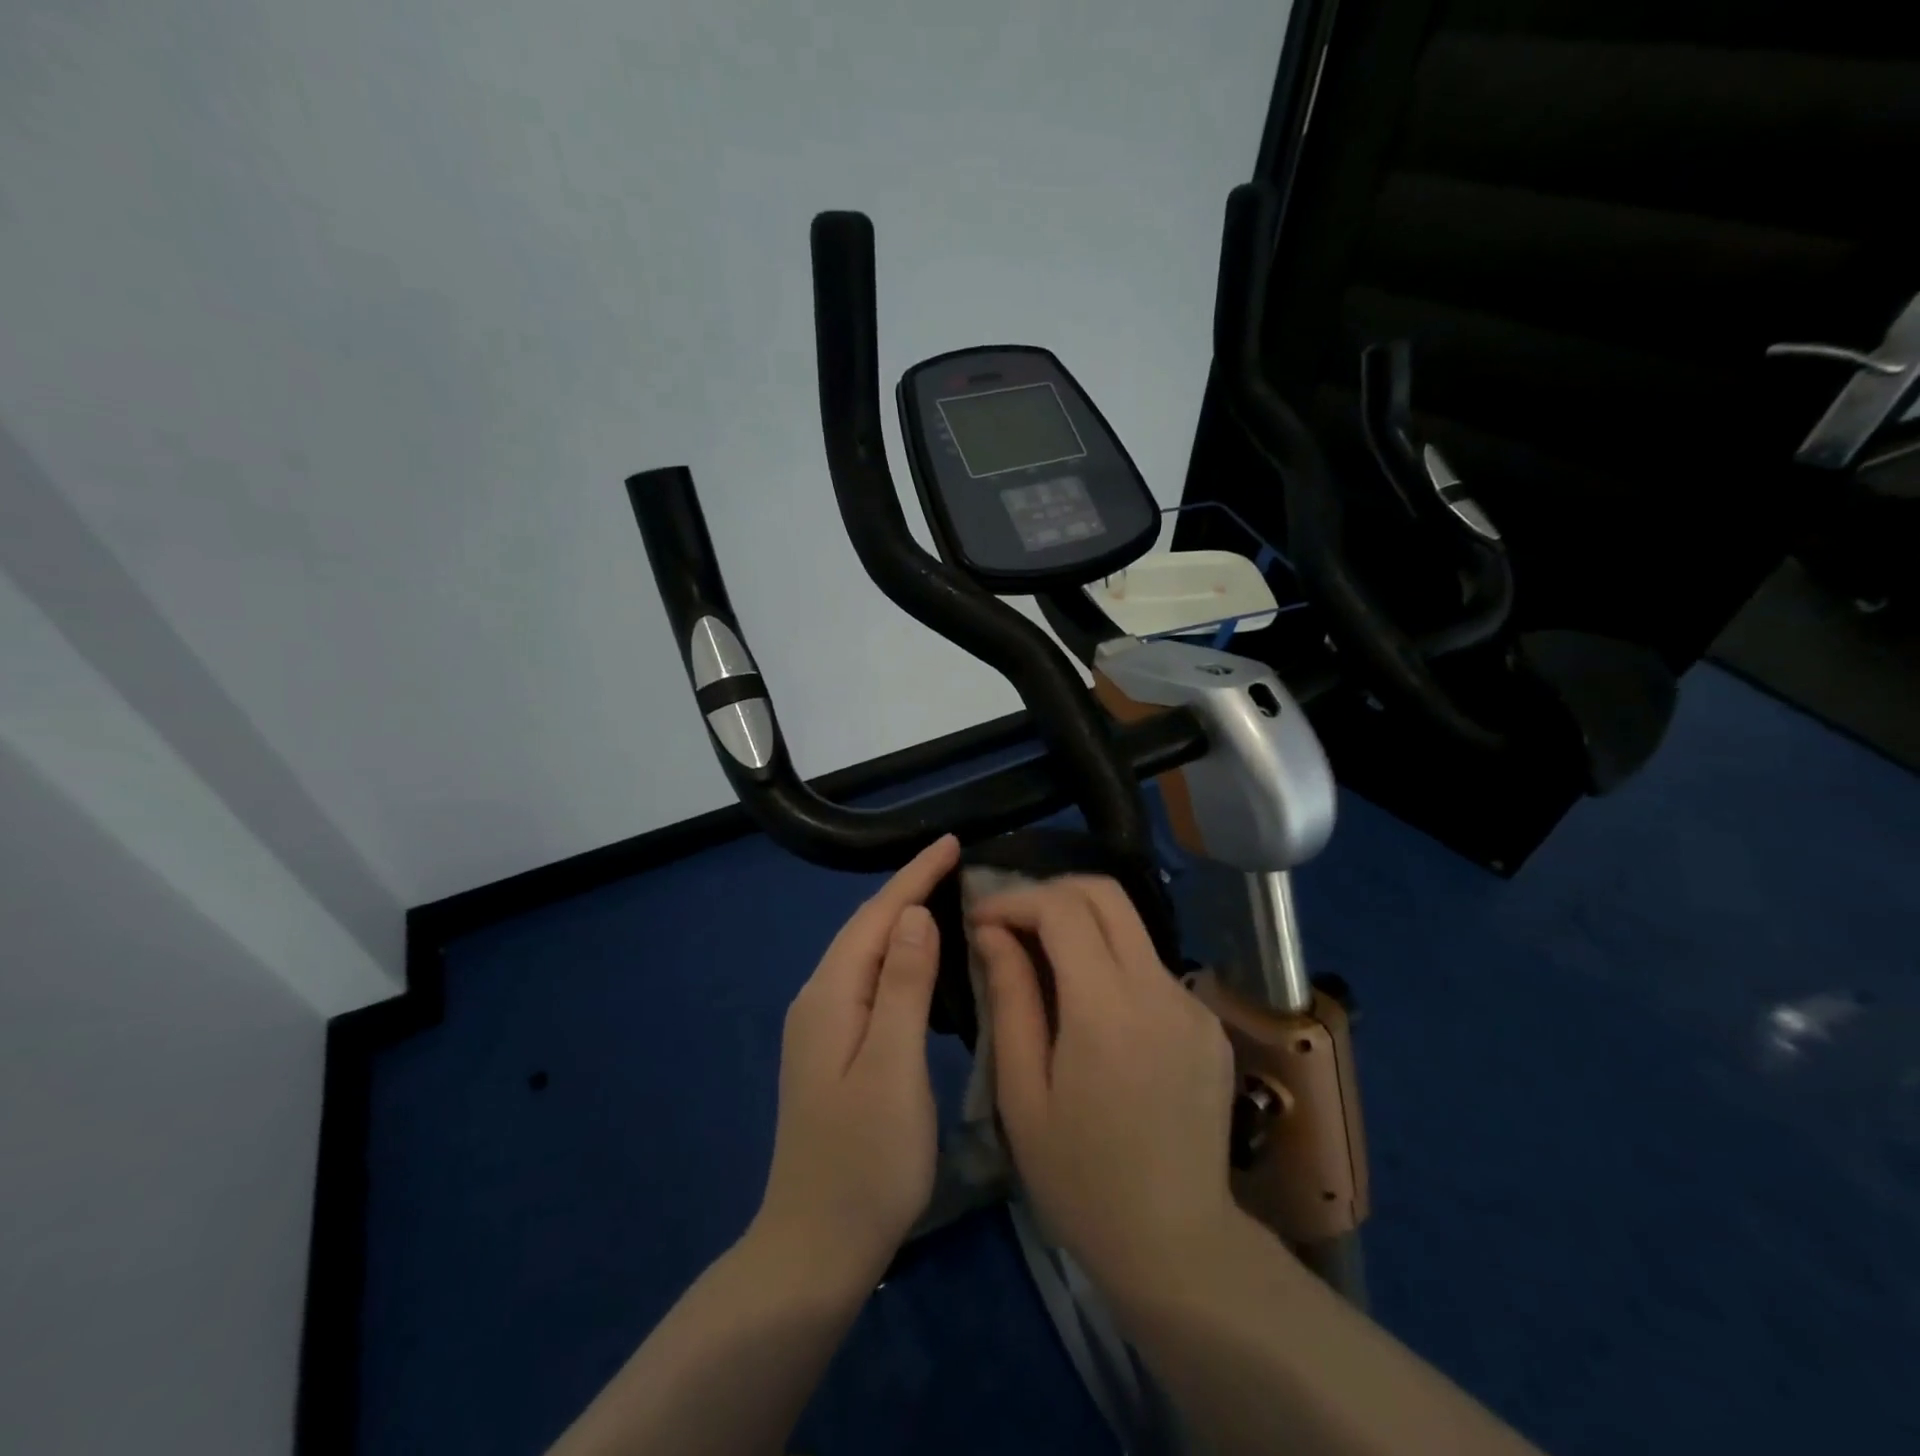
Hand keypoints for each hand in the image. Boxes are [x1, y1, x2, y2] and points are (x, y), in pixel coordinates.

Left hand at [753, 834, 959, 1284]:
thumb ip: (902, 986)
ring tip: (945, 897)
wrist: (815, 1247)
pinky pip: (868, 980)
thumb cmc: (865, 1160)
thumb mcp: (891, 1067)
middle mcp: (818, 1000)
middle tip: (957, 864)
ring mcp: (821, 1027)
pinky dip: (897, 957)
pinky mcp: (833, 1050)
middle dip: (908, 889)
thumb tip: (913, 914)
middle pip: (865, 928)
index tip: (952, 841)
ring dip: (902, 920)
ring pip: (865, 953)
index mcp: (830, 996)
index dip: (914, 876)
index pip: (876, 916)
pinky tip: (921, 962)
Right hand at [971, 875, 1240, 1294]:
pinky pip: (1150, 968)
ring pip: (1130, 928)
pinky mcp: (1208, 1023)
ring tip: (1040, 962)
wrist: (1176, 1245)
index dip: (1015, 900)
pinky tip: (1089, 1008)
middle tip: (1010, 922)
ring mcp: (1192, 1004)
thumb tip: (992, 933)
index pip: (1062, 909)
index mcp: (1108, 1009)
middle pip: (1106, 894)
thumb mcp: (1022, 1094)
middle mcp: (1159, 990)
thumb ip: (1010, 1000)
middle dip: (1051, 892)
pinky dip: (1111, 963)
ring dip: (1081, 926)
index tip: (980, 919)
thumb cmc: (1080, 1179)